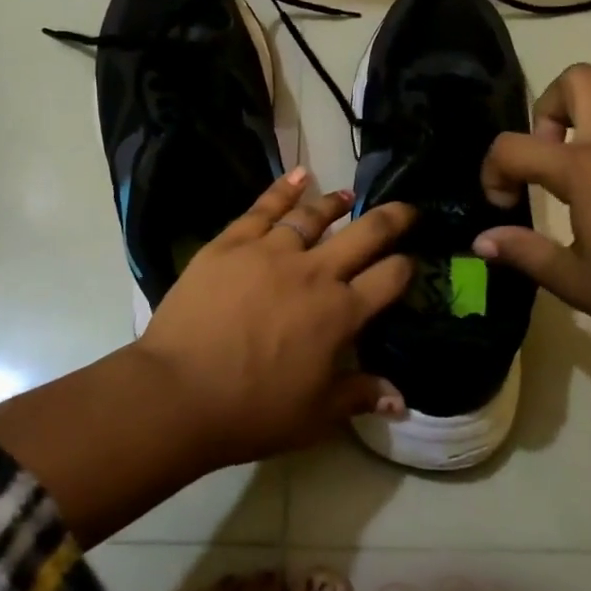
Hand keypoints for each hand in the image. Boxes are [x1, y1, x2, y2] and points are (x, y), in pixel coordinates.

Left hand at [134, 169, 415, 467]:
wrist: (179, 392)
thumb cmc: (253, 410)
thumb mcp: (315, 415)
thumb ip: (360, 396)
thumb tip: (402, 400)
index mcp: (340, 313)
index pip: (388, 279)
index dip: (405, 267)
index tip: (411, 261)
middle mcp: (313, 272)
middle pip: (364, 235)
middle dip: (392, 219)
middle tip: (407, 209)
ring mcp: (270, 252)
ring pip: (312, 216)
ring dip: (335, 203)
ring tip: (347, 195)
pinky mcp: (231, 243)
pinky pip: (263, 208)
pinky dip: (284, 188)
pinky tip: (299, 174)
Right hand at [475, 64, 590, 364]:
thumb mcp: (575, 282)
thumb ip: (524, 252)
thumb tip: (481, 240)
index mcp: (586, 170)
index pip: (515, 146)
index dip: (493, 172)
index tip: (505, 205)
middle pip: (576, 79)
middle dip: (546, 109)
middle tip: (546, 154)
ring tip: (581, 144)